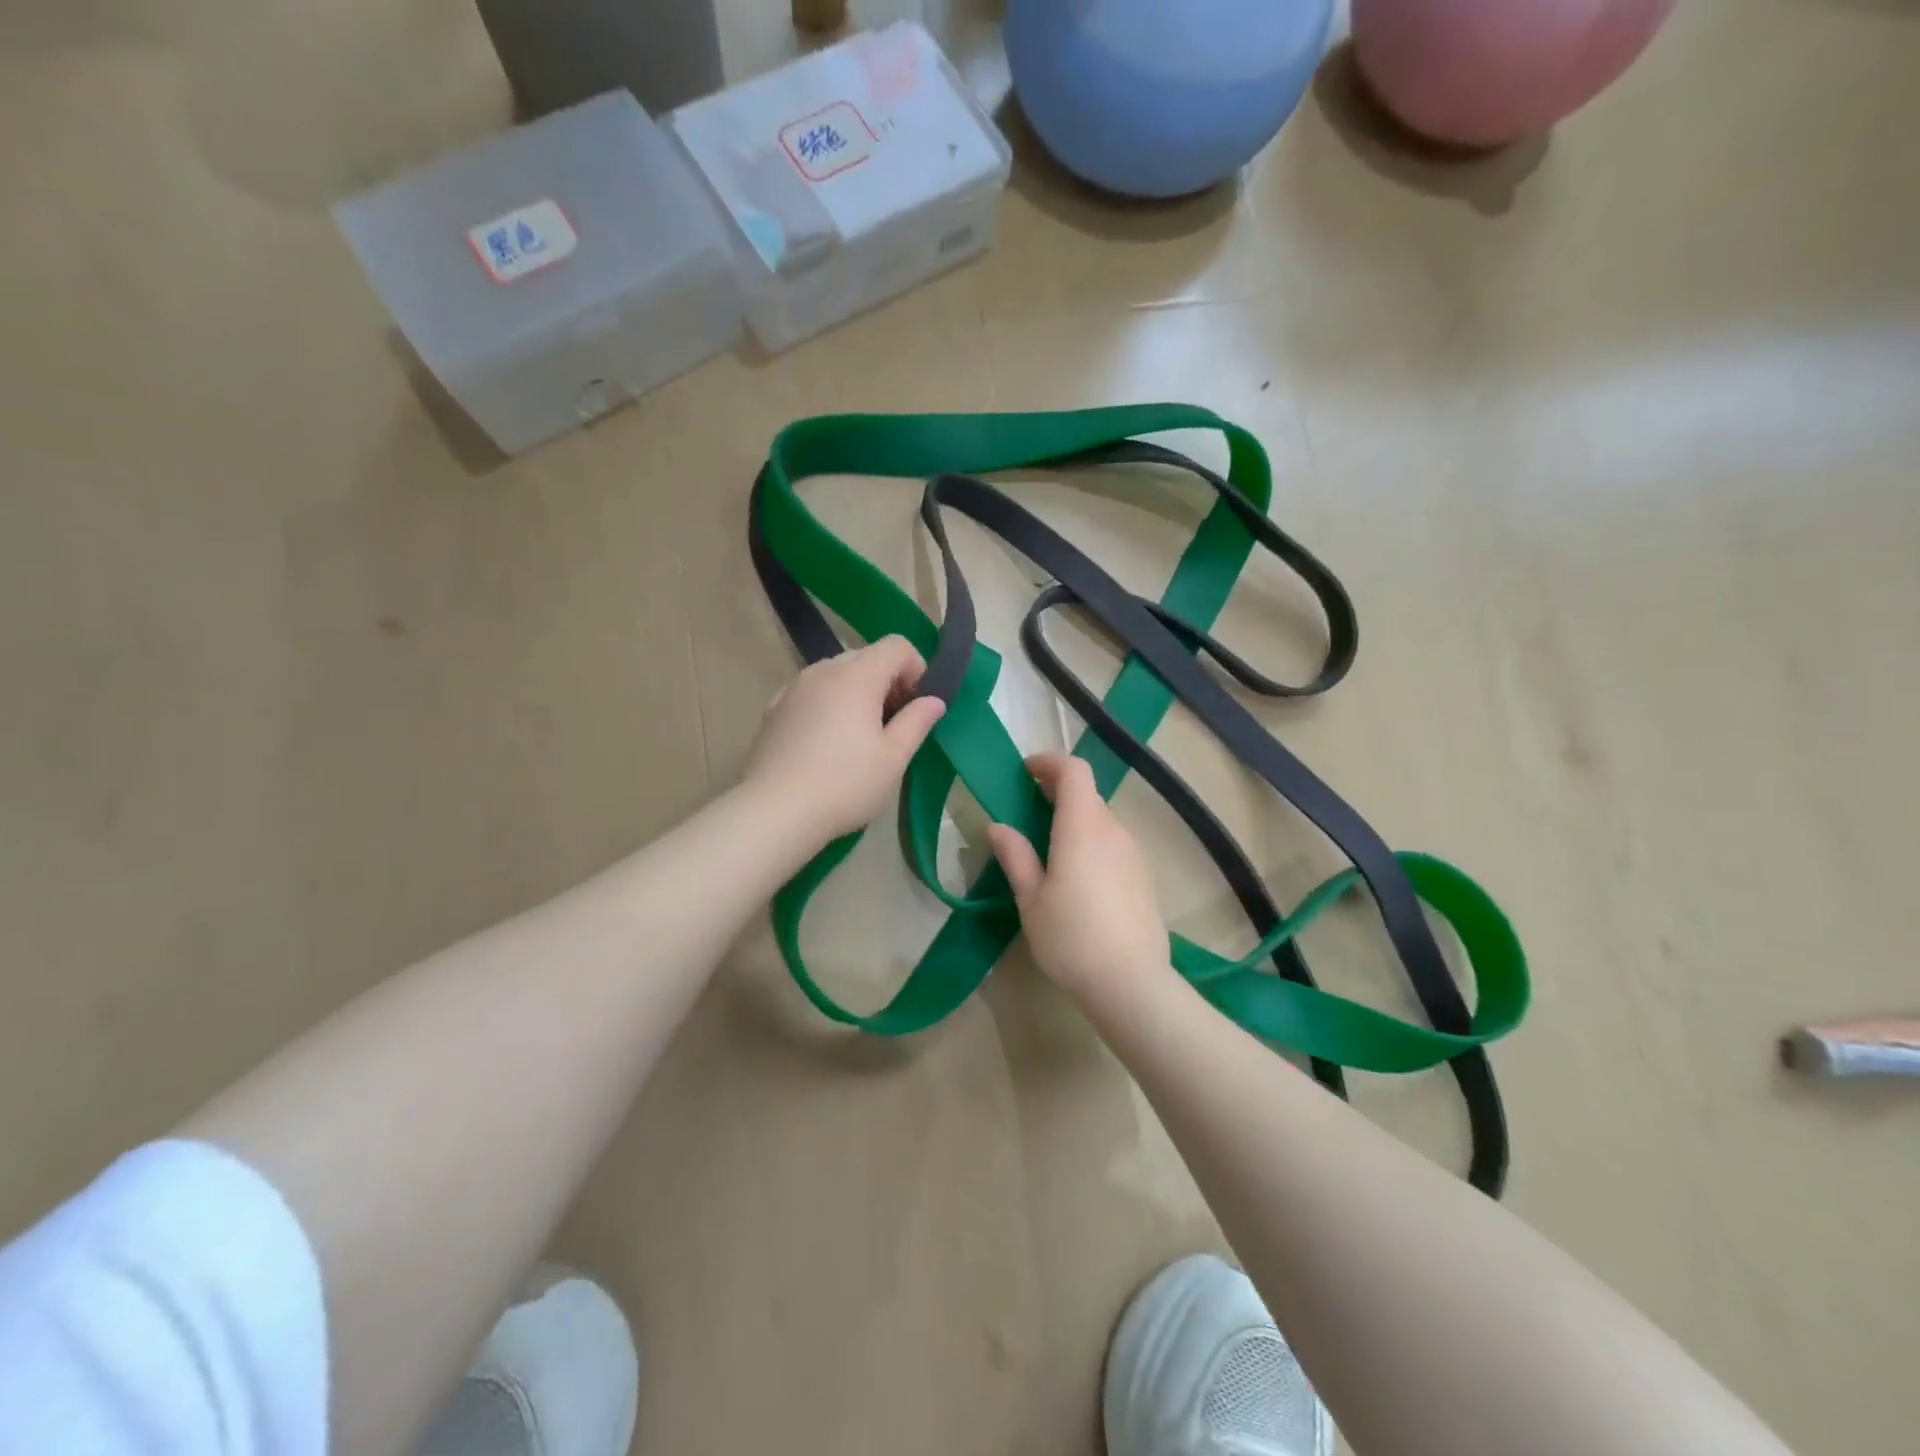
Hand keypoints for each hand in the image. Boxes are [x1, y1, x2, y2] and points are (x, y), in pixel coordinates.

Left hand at [743, 636, 945, 843]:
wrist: (774, 811)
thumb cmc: (844, 784)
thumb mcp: (893, 758)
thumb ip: (917, 721)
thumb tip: (934, 700)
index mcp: (857, 676)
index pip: (896, 645)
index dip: (916, 669)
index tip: (917, 706)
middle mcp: (823, 671)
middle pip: (866, 656)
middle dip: (888, 681)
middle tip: (894, 724)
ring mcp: (794, 688)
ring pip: (836, 674)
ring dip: (857, 692)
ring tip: (859, 735)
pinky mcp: (774, 709)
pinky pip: (811, 692)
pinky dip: (828, 704)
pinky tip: (825, 742)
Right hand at [986, 753, 1172, 1004]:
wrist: (1131, 982)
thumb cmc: (1070, 938)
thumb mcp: (1031, 899)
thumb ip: (1016, 856)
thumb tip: (998, 826)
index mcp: (1082, 827)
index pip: (1074, 771)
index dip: (1049, 762)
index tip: (1025, 772)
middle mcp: (1113, 830)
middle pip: (1087, 794)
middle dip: (1057, 792)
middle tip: (1028, 809)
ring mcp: (1133, 853)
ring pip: (1101, 820)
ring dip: (1075, 819)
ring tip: (1049, 846)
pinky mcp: (1144, 875)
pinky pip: (1114, 843)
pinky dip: (1092, 841)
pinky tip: (1078, 876)